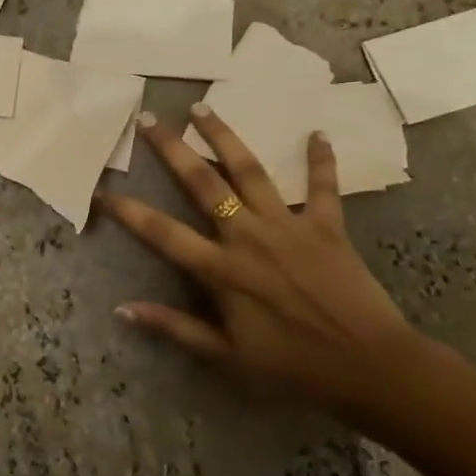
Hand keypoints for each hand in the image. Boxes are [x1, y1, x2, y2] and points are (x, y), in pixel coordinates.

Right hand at [101, 105, 418, 410]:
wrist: (371, 368)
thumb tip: (123, 309)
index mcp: (221, 270)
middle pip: (203, 183)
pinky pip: (324, 187)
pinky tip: (317, 133)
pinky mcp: (328, 226)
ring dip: (224, 137)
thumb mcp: (227, 357)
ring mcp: (289, 226)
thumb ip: (175, 327)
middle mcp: (248, 236)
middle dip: (172, 148)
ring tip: (203, 108)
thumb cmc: (294, 367)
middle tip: (149, 119)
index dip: (129, 211)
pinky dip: (321, 160)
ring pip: (250, 171)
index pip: (162, 232)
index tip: (103, 192)